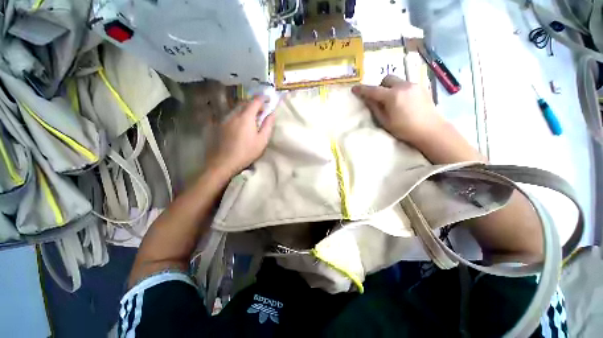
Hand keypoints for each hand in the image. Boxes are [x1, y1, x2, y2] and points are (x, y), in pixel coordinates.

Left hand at [206, 97, 275, 177]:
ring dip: (245, 110)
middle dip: (254, 104)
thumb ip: (268, 125)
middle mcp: (234, 114)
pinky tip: (239, 124)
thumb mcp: (262, 141)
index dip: (263, 98)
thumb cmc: (246, 152)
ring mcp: (225, 119)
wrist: (224, 162)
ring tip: (251, 118)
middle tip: (261, 111)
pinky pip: (230, 115)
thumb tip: (272, 114)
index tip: (268, 99)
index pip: (255, 101)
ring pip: (236, 109)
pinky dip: (237, 115)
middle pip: (245, 103)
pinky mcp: (219, 125)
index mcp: (246, 117)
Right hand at [352, 75, 443, 144]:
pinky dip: (400, 90)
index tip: (354, 89)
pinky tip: (404, 102)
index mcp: (393, 96)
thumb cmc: (404, 129)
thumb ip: (375, 108)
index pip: (373, 90)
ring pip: (397, 80)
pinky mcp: (421, 87)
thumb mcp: (385, 121)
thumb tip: (367, 99)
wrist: (430, 130)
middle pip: (387, 79)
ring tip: (393, 101)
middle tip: (380, 99)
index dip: (362, 89)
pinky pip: (406, 84)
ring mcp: (414, 85)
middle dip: (380, 87)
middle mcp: (403, 86)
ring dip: (391, 88)